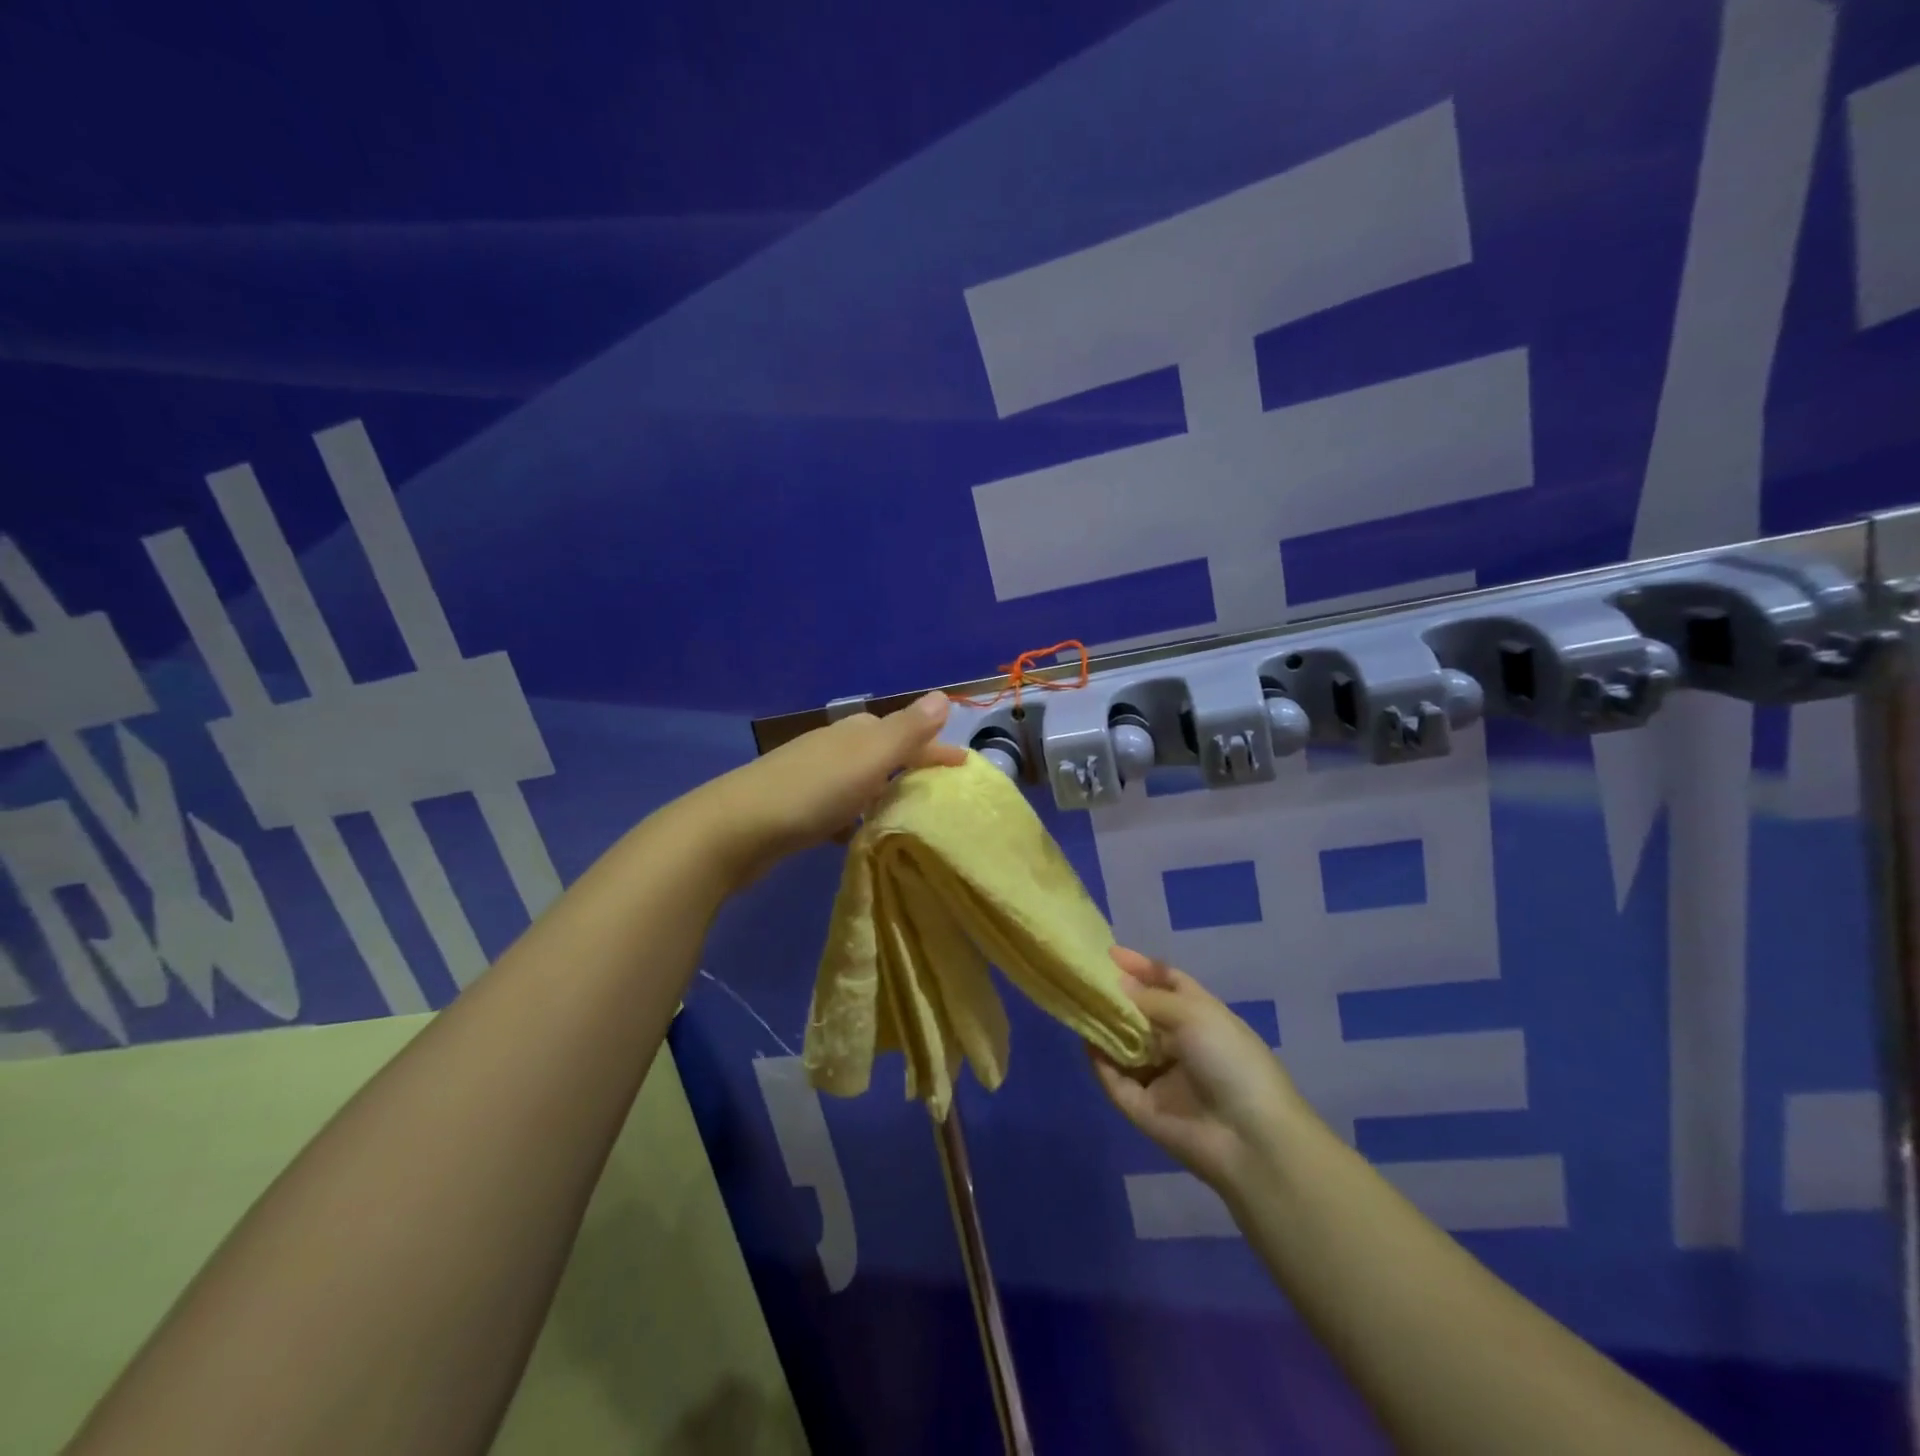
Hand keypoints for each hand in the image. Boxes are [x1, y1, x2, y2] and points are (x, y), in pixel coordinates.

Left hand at [693, 691, 967, 883]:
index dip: (936, 748)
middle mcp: (833, 746)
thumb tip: (943, 696)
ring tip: (905, 817)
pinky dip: (853, 816)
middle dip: (911, 767)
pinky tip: (856, 837)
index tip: (966, 766)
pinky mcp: (794, 807)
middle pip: (883, 753)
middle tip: (939, 793)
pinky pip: (837, 806)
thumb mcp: (868, 759)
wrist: (734, 829)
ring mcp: (810, 775)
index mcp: (855, 733)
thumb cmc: (811, 792)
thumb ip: (906, 731)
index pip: (907, 733)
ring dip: (883, 792)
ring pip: (860, 780)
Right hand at [1090, 947, 1314, 1197]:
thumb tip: (1118, 982)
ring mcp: (1161, 1077)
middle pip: (1141, 1013)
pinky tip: (1086, 1040)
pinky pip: (1116, 1081)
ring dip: (1104, 1026)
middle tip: (1084, 976)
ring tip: (1077, 1003)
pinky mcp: (1143, 1109)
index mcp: (1201, 1016)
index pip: (1167, 982)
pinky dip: (1100, 1062)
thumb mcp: (1195, 1014)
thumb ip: (1151, 998)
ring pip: (1124, 1046)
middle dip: (1116, 995)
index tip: (1109, 953)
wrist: (1250, 1139)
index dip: (1141, 967)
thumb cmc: (1230, 1061)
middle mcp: (1180, 1044)